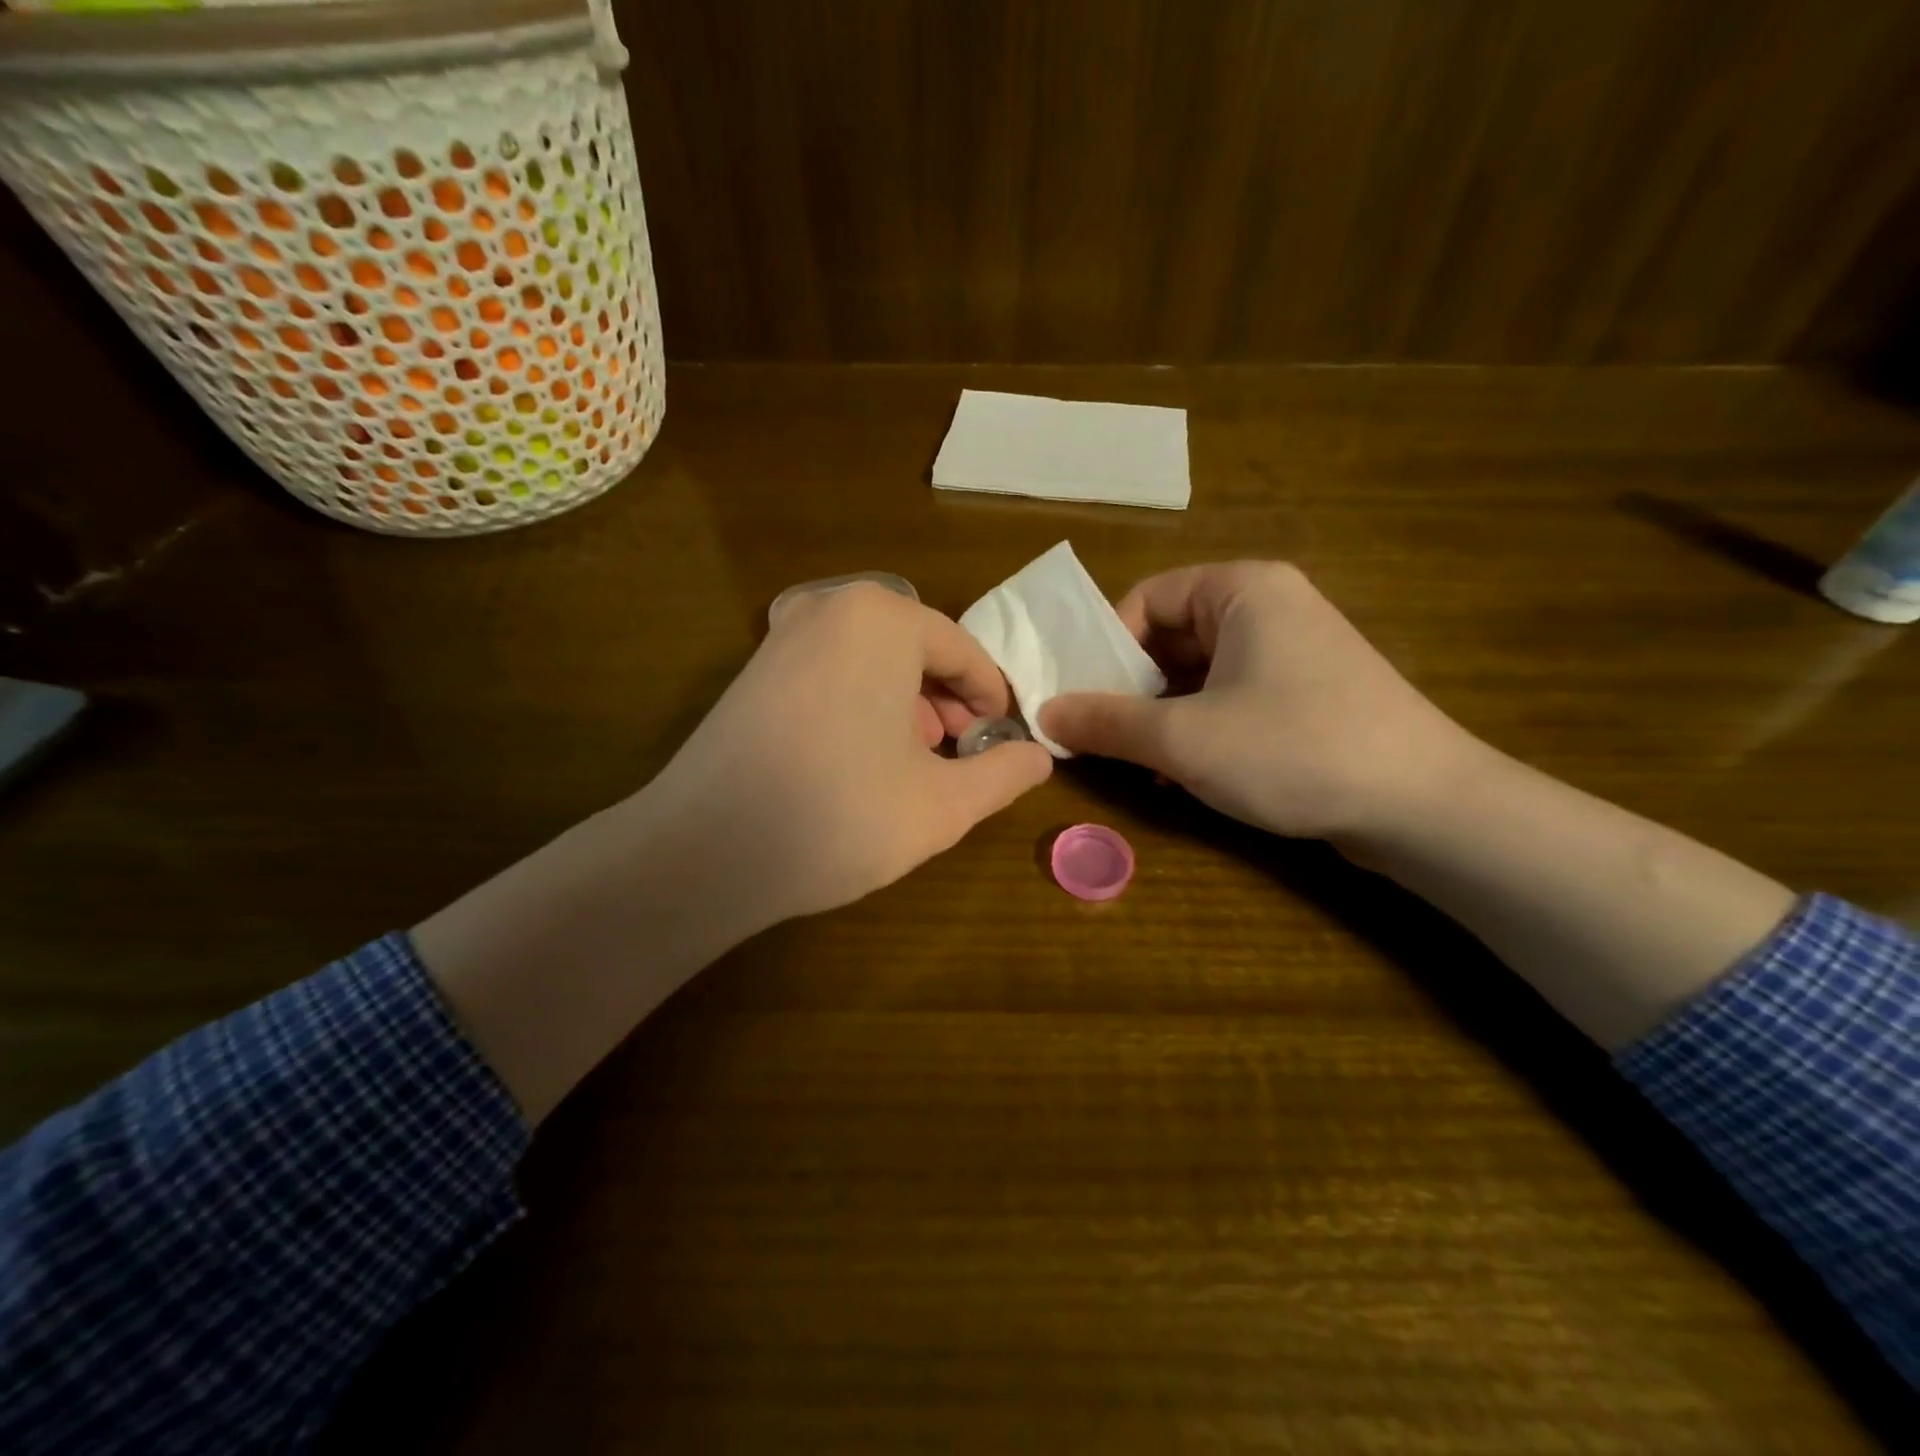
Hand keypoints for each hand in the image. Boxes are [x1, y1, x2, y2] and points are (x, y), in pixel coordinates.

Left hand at [416, 583, 1050, 1121]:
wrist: (704, 850)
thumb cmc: (840, 815)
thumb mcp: (944, 804)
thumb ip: (1004, 774)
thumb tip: (1039, 757)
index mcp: (884, 619)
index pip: (963, 651)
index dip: (992, 699)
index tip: (1004, 741)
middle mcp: (830, 608)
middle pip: (917, 650)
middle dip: (948, 702)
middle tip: (960, 756)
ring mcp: (783, 636)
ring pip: (874, 661)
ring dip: (907, 705)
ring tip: (915, 762)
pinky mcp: (754, 670)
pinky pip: (832, 672)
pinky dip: (863, 704)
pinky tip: (860, 758)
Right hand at [1039, 562, 1477, 844]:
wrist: (1425, 807)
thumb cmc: (1293, 749)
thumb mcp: (1183, 738)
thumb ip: (1106, 722)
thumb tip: (1046, 712)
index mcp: (1242, 590)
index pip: (1146, 599)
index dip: (1104, 646)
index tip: (1079, 696)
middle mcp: (1269, 608)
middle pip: (1170, 636)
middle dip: (1129, 688)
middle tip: (1097, 733)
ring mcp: (1293, 653)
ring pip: (1198, 674)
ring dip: (1159, 716)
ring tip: (1132, 760)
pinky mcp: (1308, 696)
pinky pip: (1231, 699)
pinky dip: (1197, 730)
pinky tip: (1178, 775)